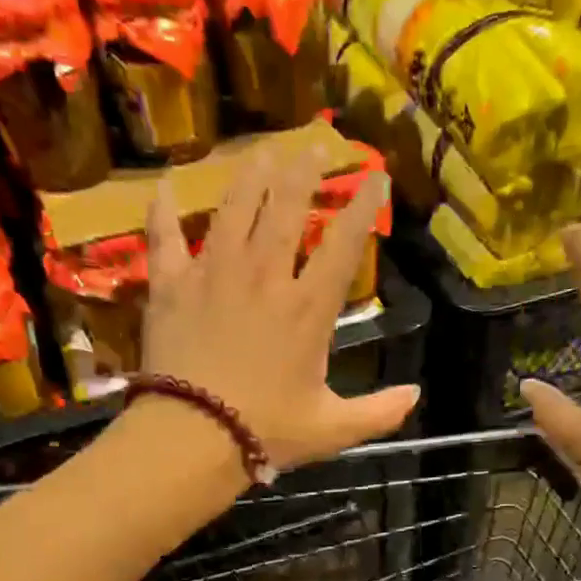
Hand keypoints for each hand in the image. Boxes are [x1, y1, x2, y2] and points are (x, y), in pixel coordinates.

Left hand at [137, 142, 417, 473]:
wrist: (193, 437)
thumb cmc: (266, 433)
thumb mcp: (332, 430)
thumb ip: (378, 412)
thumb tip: (417, 395)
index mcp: (308, 308)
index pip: (342, 243)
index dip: (363, 205)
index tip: (376, 174)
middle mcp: (264, 276)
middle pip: (286, 207)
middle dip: (305, 170)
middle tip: (316, 143)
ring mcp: (214, 274)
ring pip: (234, 207)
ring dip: (251, 174)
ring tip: (263, 151)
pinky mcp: (172, 285)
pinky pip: (165, 236)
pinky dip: (163, 209)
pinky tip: (164, 184)